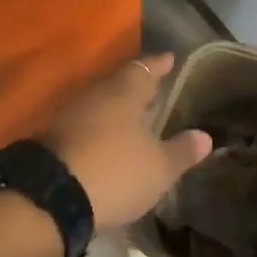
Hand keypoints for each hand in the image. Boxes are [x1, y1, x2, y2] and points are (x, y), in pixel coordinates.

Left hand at [43, 53, 212, 227]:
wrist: (51, 197)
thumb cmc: (115, 171)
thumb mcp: (159, 168)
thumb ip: (182, 151)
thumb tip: (205, 136)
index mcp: (123, 93)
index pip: (145, 69)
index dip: (159, 65)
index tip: (169, 58)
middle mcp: (95, 96)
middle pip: (119, 84)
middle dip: (136, 87)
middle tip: (153, 90)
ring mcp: (69, 116)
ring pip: (99, 104)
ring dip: (116, 110)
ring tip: (133, 118)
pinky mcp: (52, 139)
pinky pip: (84, 125)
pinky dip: (99, 130)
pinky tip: (108, 142)